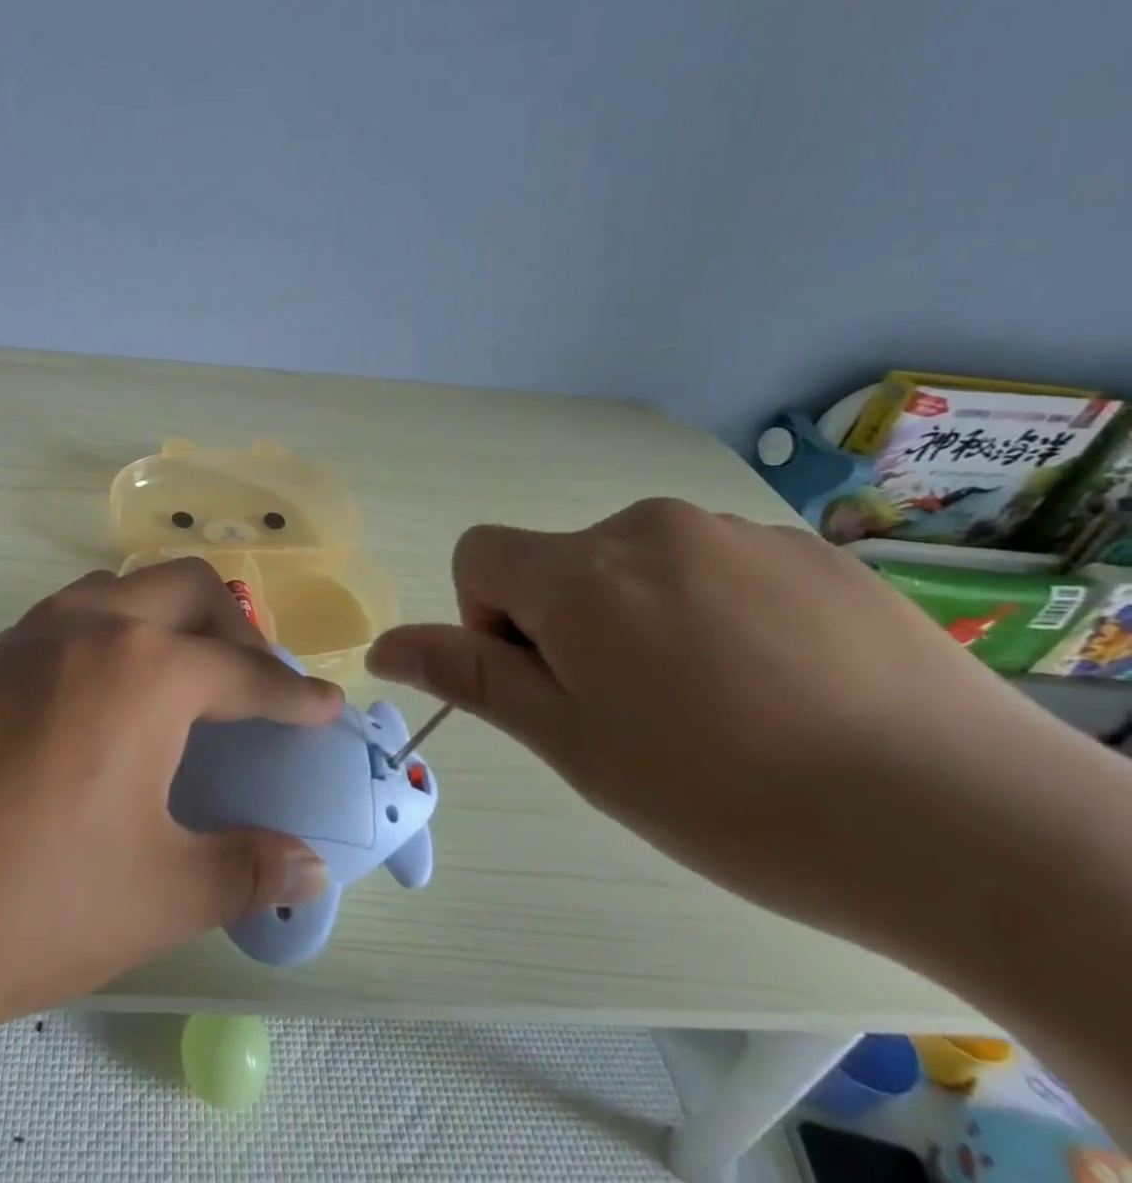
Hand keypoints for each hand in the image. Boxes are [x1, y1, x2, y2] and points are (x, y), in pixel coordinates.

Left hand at [0, 558, 341, 1056]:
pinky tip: (115, 686)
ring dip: (172, 613)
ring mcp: (35, 630)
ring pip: (128, 585)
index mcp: (146, 673)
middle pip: (190, 586)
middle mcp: (95, 626)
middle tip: (255, 682)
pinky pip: (79, 608)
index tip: (327, 708)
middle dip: (238, 626)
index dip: (296, 696)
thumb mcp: (155, 894)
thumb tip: (308, 866)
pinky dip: (120, 624)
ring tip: (188, 673)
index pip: (246, 672)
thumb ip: (244, 869)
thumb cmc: (27, 901)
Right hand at [367, 499, 1055, 936]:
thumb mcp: (573, 743)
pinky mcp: (811, 550)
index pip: (479, 554)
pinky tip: (783, 686)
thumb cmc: (726, 792)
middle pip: (561, 562)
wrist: (970, 826)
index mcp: (580, 572)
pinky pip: (717, 567)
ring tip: (718, 706)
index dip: (489, 618)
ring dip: (641, 619)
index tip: (549, 684)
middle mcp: (647, 528)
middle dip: (568, 625)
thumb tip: (382, 647)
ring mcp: (736, 532)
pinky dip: (714, 612)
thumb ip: (470, 675)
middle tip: (635, 713)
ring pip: (639, 566)